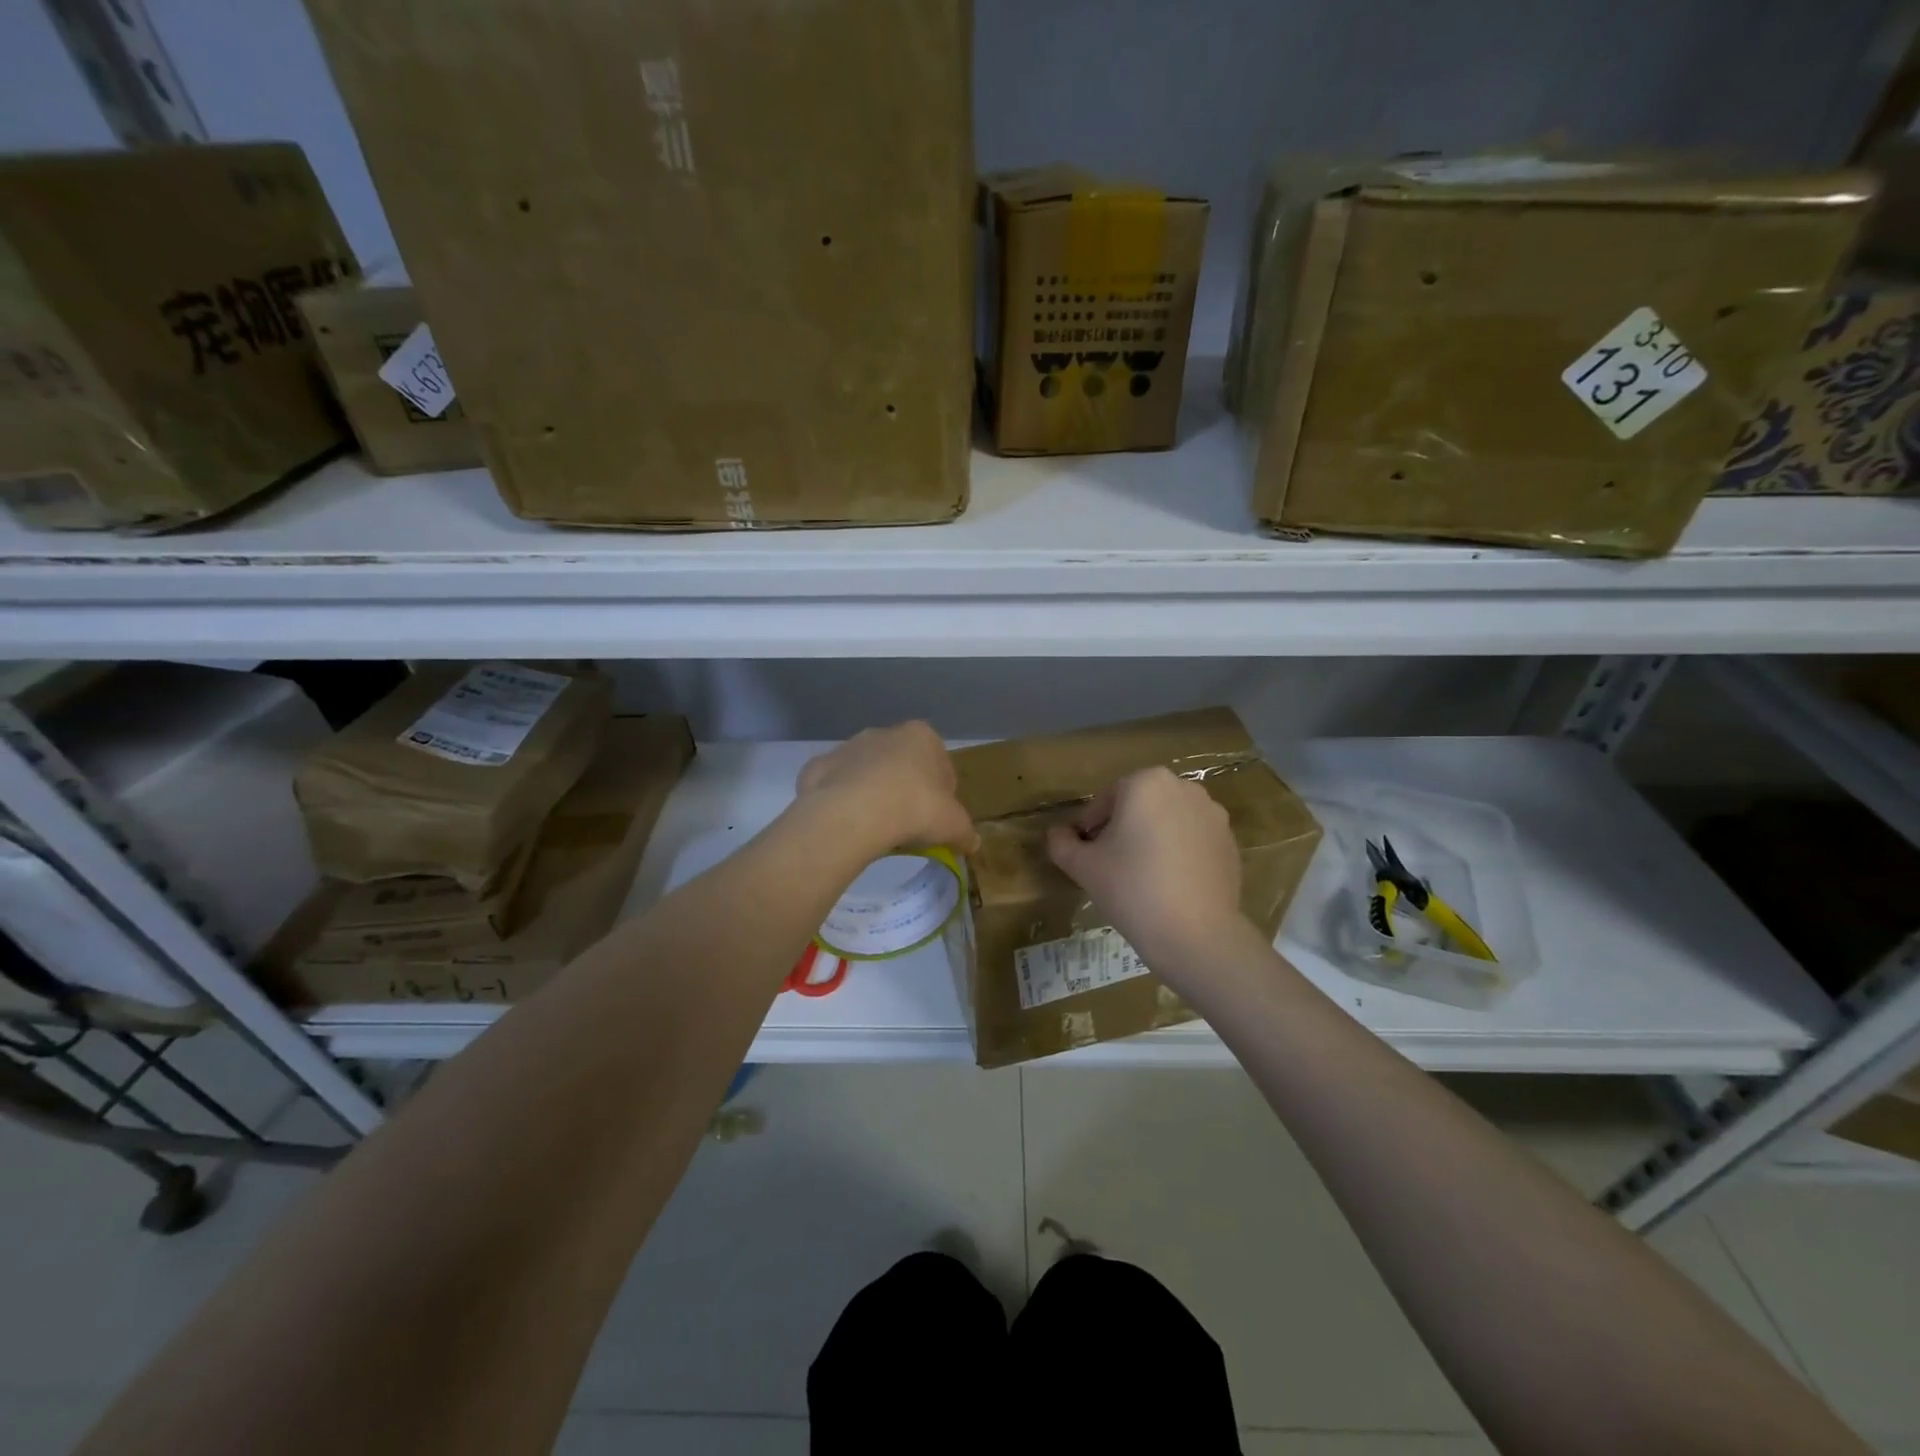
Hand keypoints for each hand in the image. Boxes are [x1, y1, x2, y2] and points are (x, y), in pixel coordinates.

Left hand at [795, 722, 978, 855]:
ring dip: (874, 793)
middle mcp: (884, 733)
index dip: (943, 793)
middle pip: (902, 764)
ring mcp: (848, 747)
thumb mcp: (954, 825)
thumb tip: (972, 842)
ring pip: (868, 772)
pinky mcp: (819, 767)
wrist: (854, 813)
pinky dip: (843, 801)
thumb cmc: (915, 808)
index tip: (939, 817)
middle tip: (909, 824)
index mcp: (922, 736)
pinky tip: (849, 825)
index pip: (941, 763)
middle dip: (906, 789)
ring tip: (878, 828)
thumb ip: (965, 832)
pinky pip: (837, 786)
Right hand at [1046, 767, 1259, 976]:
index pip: (1105, 800)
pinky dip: (1178, 853)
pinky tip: (1169, 884)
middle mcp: (1183, 788)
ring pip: (1167, 821)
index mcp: (1146, 783)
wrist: (1196, 934)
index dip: (1090, 827)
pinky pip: (1192, 840)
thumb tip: (1057, 834)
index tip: (1085, 855)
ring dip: (1151, 838)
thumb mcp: (1083, 866)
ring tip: (1140, 876)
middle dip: (1122, 829)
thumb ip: (1062, 843)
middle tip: (1109, 864)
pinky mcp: (1230, 842)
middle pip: (1139, 805)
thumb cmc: (1131, 888)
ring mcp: (1212, 815)